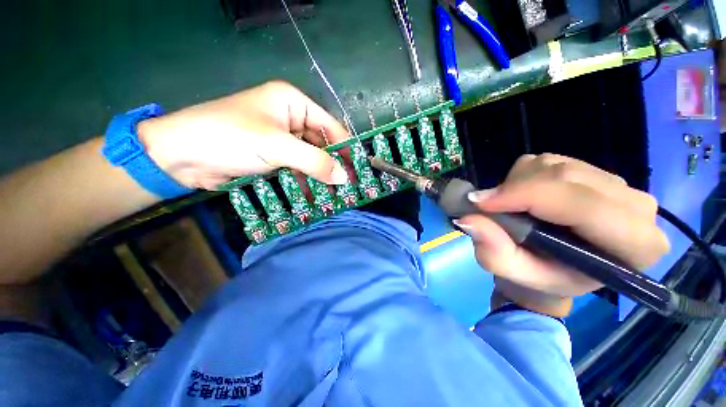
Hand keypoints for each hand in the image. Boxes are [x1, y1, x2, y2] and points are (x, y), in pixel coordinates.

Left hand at [137, 81, 349, 189]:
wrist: (180, 156)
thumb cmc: (229, 138)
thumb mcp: (277, 147)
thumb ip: (315, 162)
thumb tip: (344, 177)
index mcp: (294, 104)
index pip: (331, 127)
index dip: (346, 149)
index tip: (359, 170)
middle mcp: (291, 120)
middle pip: (322, 146)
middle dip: (334, 167)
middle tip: (349, 188)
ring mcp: (283, 141)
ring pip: (311, 161)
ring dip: (321, 179)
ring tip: (335, 198)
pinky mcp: (274, 158)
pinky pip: (298, 170)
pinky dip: (306, 184)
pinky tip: (314, 199)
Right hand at [455, 154, 669, 316]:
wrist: (554, 268)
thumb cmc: (539, 279)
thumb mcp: (514, 274)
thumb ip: (495, 253)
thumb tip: (468, 219)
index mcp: (634, 245)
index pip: (581, 204)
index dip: (524, 197)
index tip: (479, 204)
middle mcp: (638, 208)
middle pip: (566, 177)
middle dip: (515, 189)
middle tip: (486, 207)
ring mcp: (618, 185)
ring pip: (554, 164)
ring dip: (518, 183)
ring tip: (510, 208)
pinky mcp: (595, 172)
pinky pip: (550, 160)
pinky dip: (524, 176)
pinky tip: (525, 197)